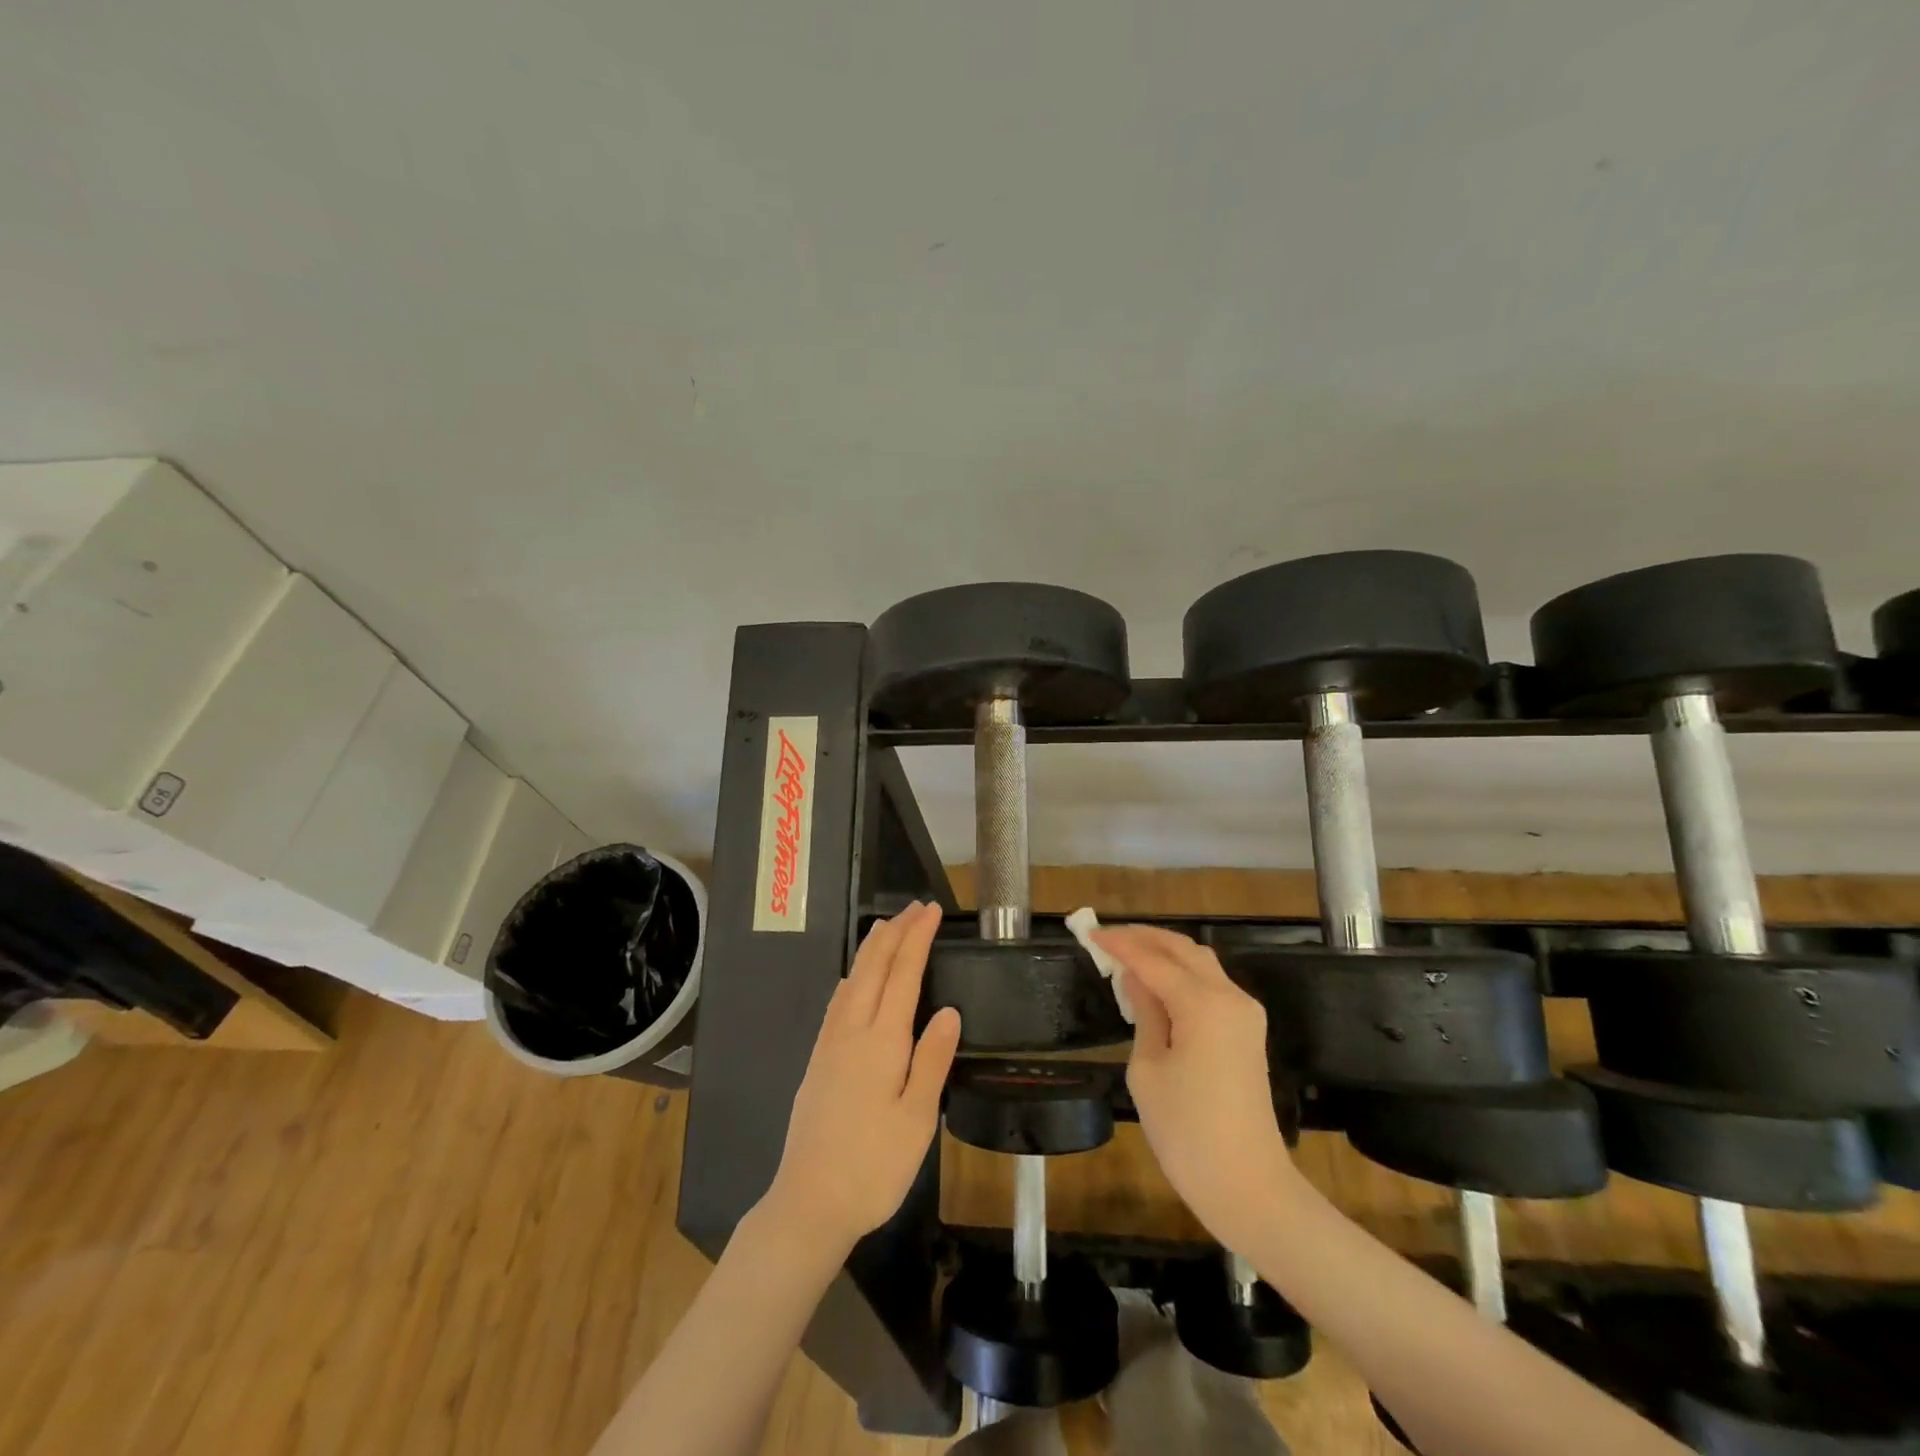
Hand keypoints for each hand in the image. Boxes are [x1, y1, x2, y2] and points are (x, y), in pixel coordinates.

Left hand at [761, 902, 961, 1253]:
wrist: (809, 1202)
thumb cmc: (873, 1166)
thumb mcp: (917, 1118)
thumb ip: (932, 1059)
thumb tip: (948, 1009)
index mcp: (882, 1041)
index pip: (903, 974)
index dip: (917, 939)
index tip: (932, 911)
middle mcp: (852, 1031)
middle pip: (873, 968)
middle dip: (895, 933)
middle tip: (914, 907)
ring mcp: (830, 1045)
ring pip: (852, 980)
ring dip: (871, 949)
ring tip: (885, 928)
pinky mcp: (818, 1061)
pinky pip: (838, 1001)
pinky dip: (852, 976)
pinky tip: (853, 980)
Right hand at [1092, 925, 1295, 1251]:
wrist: (1248, 1187)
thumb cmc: (1187, 1133)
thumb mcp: (1148, 1070)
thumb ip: (1144, 1013)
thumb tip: (1135, 979)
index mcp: (1203, 1004)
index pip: (1153, 959)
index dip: (1120, 944)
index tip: (1089, 933)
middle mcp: (1230, 997)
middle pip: (1183, 950)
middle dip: (1144, 938)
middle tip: (1107, 937)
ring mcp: (1245, 1014)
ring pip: (1200, 963)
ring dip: (1164, 953)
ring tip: (1127, 954)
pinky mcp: (1247, 1032)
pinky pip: (1211, 986)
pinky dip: (1181, 974)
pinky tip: (1155, 983)